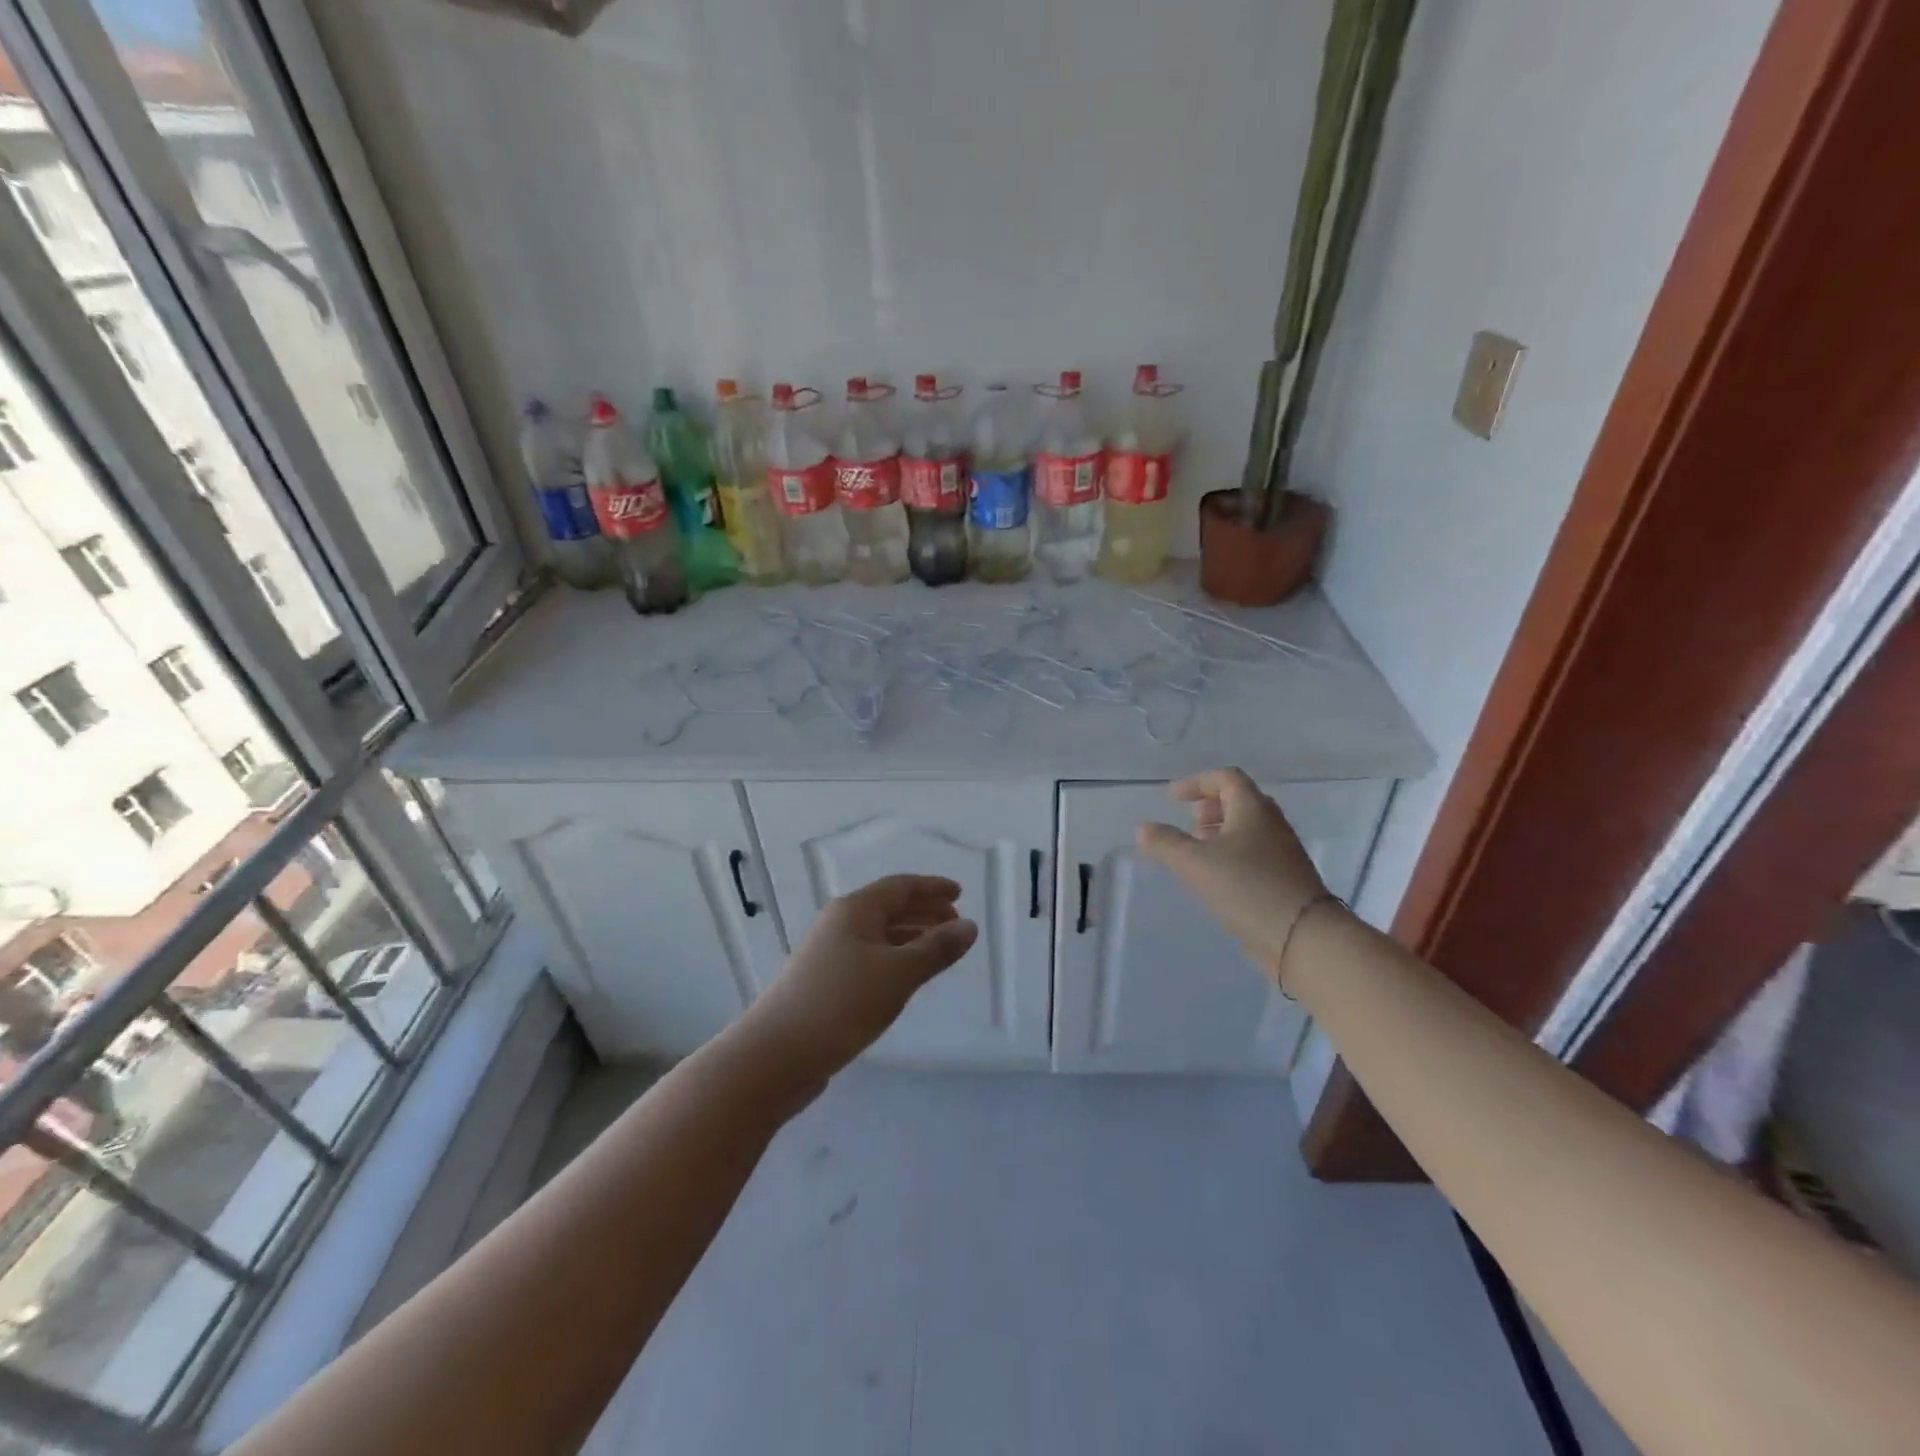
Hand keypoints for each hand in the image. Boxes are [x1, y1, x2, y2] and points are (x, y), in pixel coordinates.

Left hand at [752, 875, 977, 1071]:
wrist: (777, 1054)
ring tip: (939, 950)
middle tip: (956, 925)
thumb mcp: (899, 973)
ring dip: (911, 936)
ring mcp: (829, 952)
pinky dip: (894, 958)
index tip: (960, 893)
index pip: (901, 886)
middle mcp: (840, 923)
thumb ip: (936, 948)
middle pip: (889, 907)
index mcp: (855, 909)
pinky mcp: (824, 981)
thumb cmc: (843, 1003)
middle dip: (924, 912)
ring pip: (879, 934)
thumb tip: (970, 926)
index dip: (932, 888)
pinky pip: (869, 956)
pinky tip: (907, 977)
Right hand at [1136, 768, 1332, 991]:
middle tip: (1188, 823)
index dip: (1196, 783)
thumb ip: (1165, 843)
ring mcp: (1283, 851)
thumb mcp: (1194, 863)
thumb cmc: (1245, 887)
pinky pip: (1255, 853)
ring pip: (1248, 829)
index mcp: (1253, 808)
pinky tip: (1217, 877)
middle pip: (1240, 800)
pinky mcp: (1286, 878)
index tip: (1171, 799)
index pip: (1225, 778)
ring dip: (1220, 832)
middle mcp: (1272, 823)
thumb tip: (1143, 828)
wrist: (1302, 936)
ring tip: (1197, 851)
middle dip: (1210, 807)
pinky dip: (1232, 854)